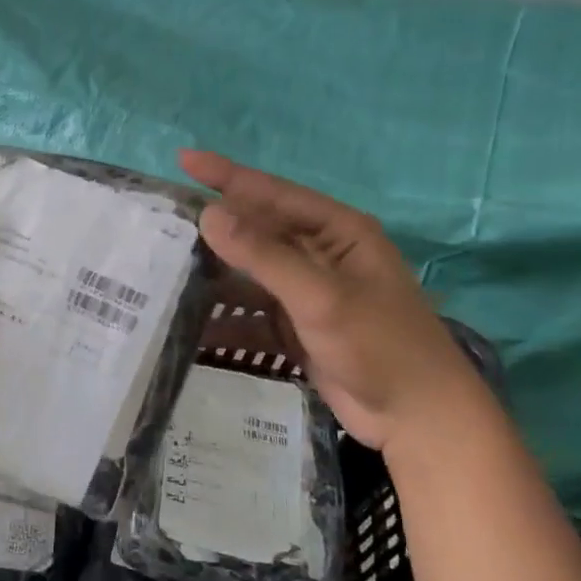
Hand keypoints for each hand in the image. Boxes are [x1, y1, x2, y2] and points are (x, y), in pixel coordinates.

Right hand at [180, 150, 485, 452]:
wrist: (418, 419)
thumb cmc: (380, 345)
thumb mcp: (320, 296)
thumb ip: (264, 255)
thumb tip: (209, 214)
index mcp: (337, 232)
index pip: (273, 193)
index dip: (228, 176)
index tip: (183, 160)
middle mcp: (321, 255)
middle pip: (258, 233)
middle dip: (215, 230)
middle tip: (161, 223)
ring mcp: (307, 294)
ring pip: (250, 276)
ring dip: (215, 278)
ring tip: (164, 274)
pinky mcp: (297, 328)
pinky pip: (252, 316)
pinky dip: (227, 322)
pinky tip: (191, 329)